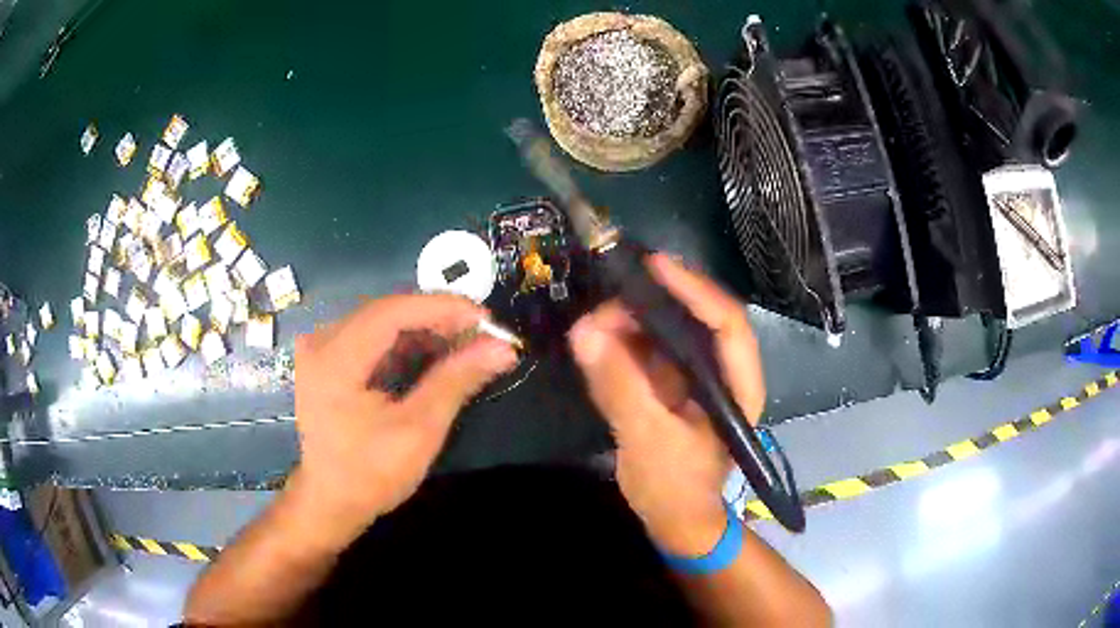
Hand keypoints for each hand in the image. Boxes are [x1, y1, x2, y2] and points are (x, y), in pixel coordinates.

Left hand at [288, 294, 518, 547]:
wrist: (330, 501)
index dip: (443, 308)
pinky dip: (406, 342)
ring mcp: (322, 348)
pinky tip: (435, 354)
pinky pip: (373, 336)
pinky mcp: (328, 359)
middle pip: (388, 310)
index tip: (487, 319)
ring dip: (425, 329)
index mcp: (334, 358)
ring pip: (382, 321)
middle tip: (483, 334)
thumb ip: (456, 380)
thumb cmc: (370, 473)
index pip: (393, 311)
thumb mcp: (419, 429)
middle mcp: (321, 341)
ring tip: (466, 344)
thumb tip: (503, 348)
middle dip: (438, 318)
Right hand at [569, 254, 764, 555]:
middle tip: (608, 301)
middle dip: (653, 305)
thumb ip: (619, 386)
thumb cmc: (675, 489)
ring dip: (633, 322)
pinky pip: (649, 353)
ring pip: (669, 334)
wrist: (675, 522)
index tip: (655, 266)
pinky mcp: (671, 388)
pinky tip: (599, 340)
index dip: (695, 290)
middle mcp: (722, 374)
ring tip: (595, 322)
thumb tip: (584, 332)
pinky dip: (624, 343)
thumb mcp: (647, 440)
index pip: (727, 325)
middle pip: (696, 321)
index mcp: (738, 388)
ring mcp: (696, 380)